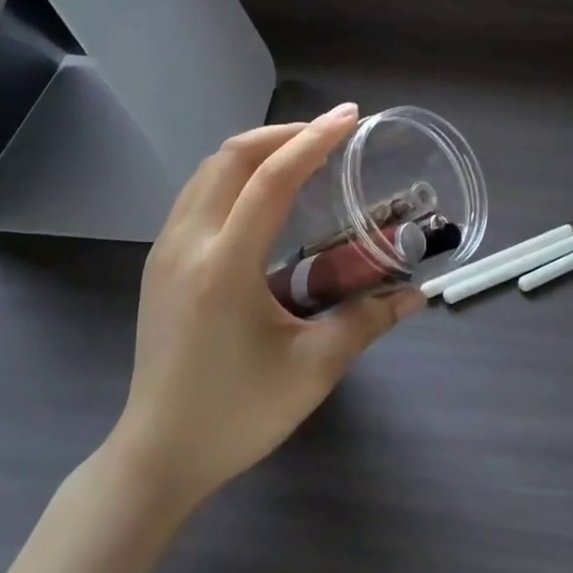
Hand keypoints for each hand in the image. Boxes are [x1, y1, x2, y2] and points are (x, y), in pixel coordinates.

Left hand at [112, 105, 425, 510]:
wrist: (157, 455)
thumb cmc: (237, 415)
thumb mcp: (312, 370)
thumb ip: (366, 322)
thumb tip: (415, 296)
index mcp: (224, 266)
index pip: (270, 180)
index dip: (313, 141)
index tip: (349, 117)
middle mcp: (187, 244)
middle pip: (232, 157)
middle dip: (284, 133)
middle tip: (330, 134)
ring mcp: (165, 249)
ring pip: (209, 170)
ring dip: (256, 150)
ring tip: (301, 154)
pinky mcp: (159, 262)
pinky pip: (197, 193)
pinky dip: (233, 173)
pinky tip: (261, 193)